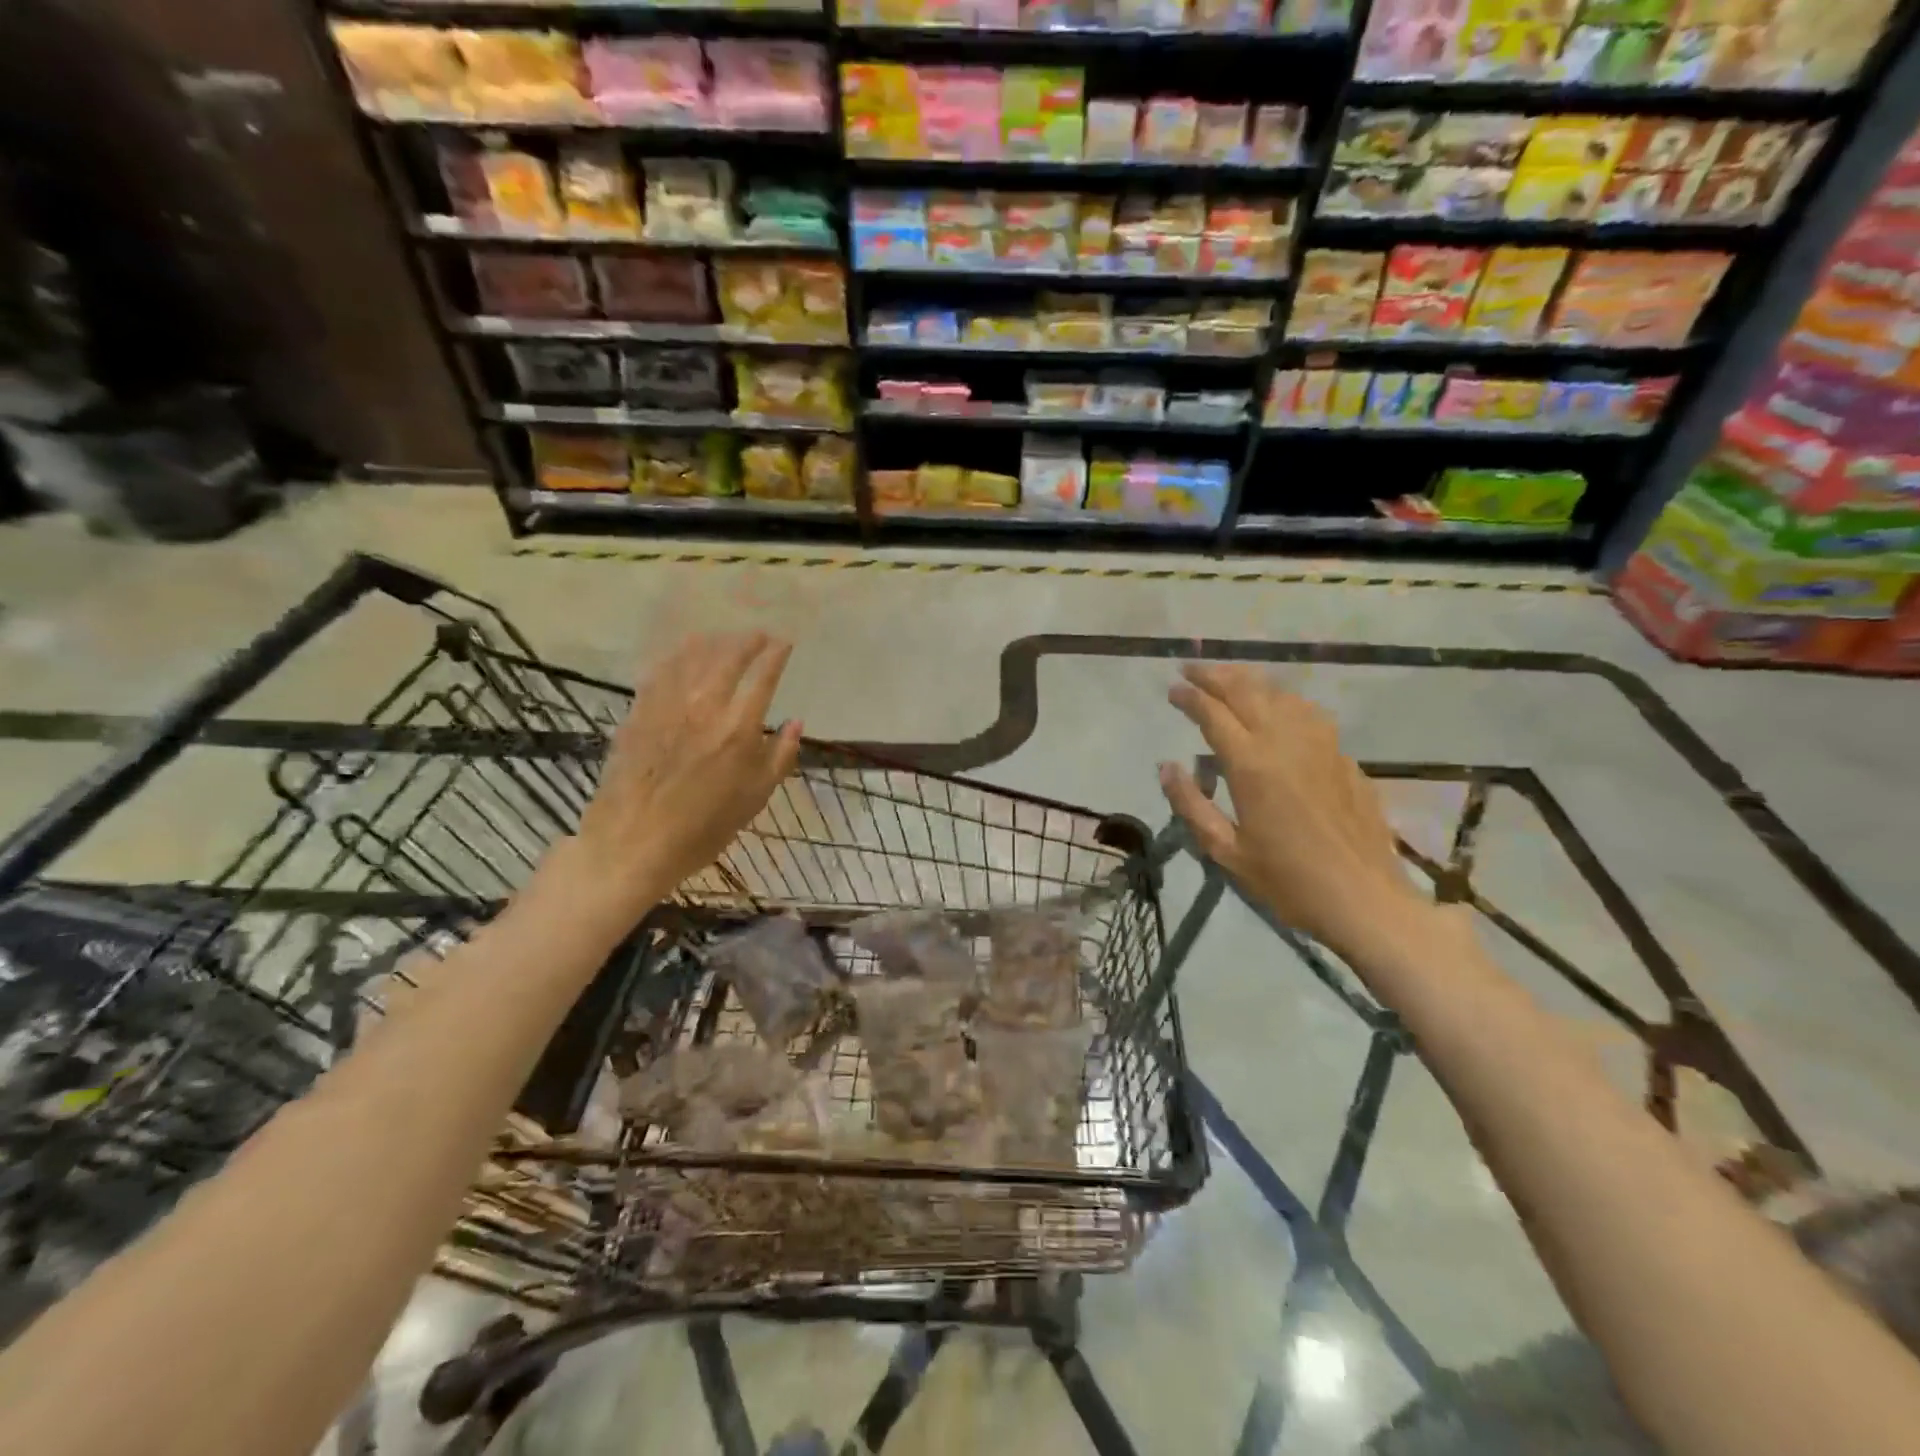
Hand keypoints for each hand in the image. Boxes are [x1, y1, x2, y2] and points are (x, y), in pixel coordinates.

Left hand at [573, 632, 801, 916]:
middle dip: (747, 641)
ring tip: (724, 638)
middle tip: (758, 636)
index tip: (784, 644)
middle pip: (728, 656)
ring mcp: (667, 705)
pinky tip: (682, 654)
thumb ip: (780, 756)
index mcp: (739, 728)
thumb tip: (795, 723)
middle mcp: (705, 706)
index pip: (763, 676)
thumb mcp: (755, 798)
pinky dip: (677, 656)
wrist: (631, 844)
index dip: (776, 655)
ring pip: (692, 657)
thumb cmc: (703, 829)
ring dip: (713, 642)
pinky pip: (661, 671)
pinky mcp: (638, 712)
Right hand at [1159, 663, 1423, 958]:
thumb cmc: (1288, 881)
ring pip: (1281, 694)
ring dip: (1250, 680)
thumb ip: (1192, 805)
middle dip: (1215, 675)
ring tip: (1229, 679)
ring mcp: (1320, 745)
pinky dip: (1283, 698)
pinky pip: (1308, 712)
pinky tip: (1279, 706)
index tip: (1172, 688)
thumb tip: (1166, 767)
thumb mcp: (1226, 852)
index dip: (1190, 697)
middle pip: (1247, 691)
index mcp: (1251, 765)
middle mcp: (1285, 742)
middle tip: (1192, 669)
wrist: (1366, 900)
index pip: (1213, 714)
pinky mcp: (1343, 756)